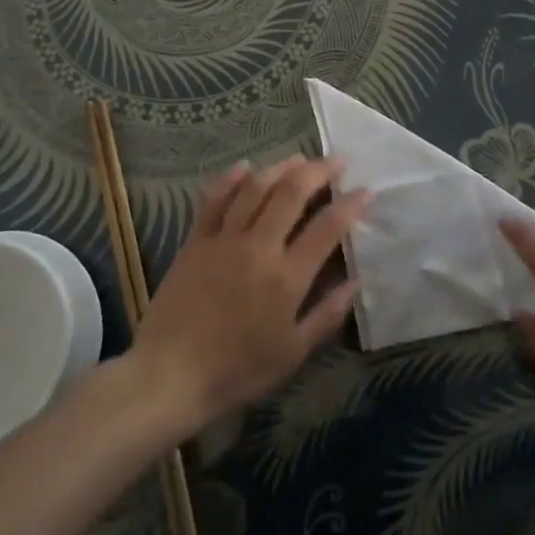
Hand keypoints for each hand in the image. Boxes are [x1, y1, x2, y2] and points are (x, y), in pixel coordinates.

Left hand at [131, 157, 367, 436]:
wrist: (169, 375)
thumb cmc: (237, 371)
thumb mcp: (292, 354)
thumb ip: (327, 315)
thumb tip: (357, 282)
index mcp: (287, 277)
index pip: (327, 228)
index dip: (350, 205)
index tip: (366, 191)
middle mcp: (258, 247)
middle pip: (292, 194)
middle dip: (319, 172)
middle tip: (338, 161)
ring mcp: (224, 239)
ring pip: (256, 188)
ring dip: (280, 167)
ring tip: (299, 158)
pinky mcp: (195, 240)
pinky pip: (214, 199)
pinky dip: (231, 179)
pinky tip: (245, 166)